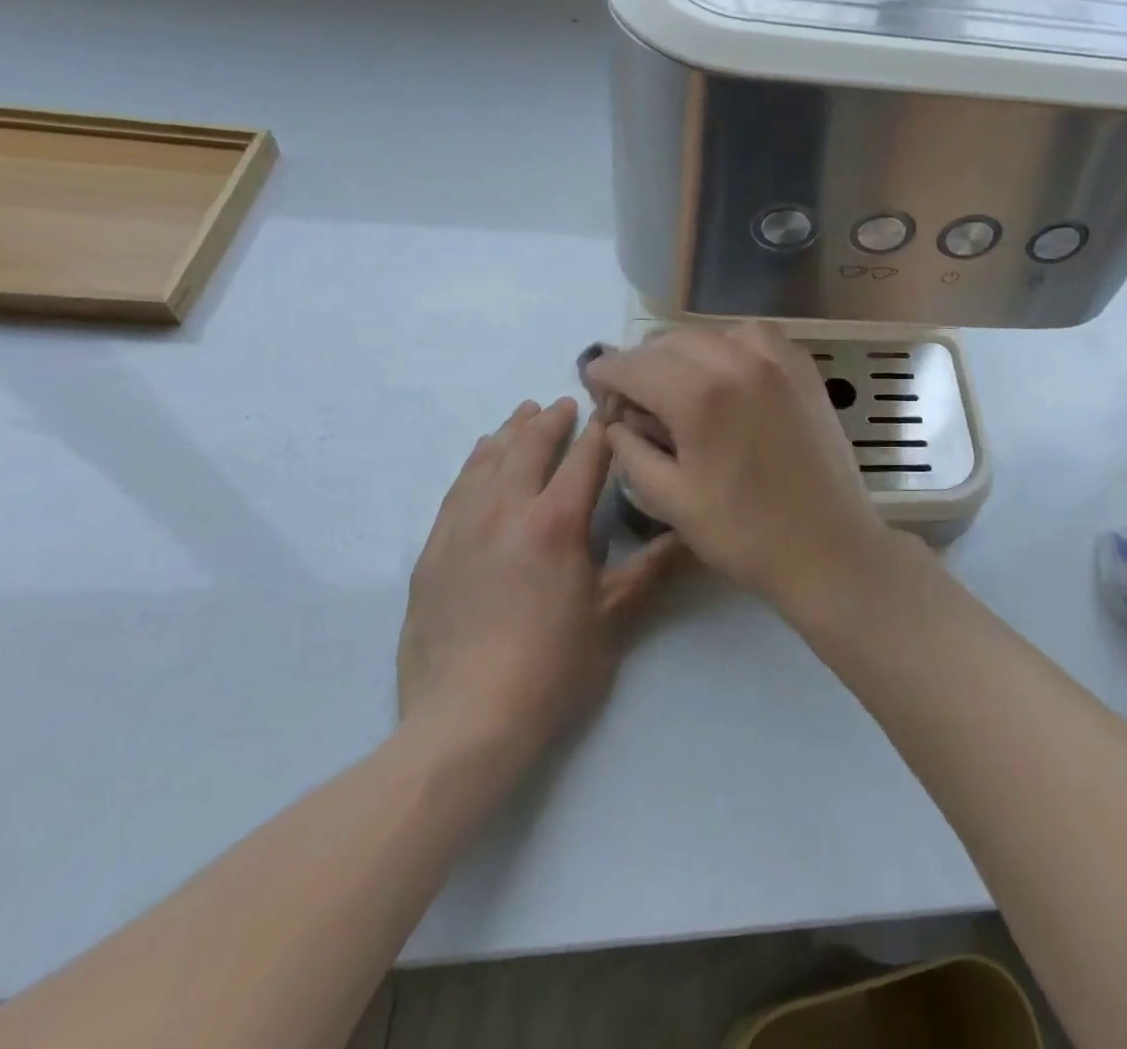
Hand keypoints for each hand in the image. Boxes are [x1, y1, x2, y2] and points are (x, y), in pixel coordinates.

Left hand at [397, 398, 682, 766]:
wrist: (463, 723)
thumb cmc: (551, 669)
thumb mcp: (614, 617)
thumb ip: (653, 567)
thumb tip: (693, 533)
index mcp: (556, 522)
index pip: (585, 457)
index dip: (602, 428)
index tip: (613, 407)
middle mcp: (506, 511)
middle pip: (528, 446)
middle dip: (551, 420)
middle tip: (566, 403)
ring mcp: (462, 529)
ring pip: (486, 461)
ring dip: (509, 432)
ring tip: (524, 415)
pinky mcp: (432, 552)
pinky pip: (455, 490)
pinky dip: (473, 463)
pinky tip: (480, 457)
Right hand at [584, 323, 910, 611]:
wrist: (827, 547)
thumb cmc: (743, 533)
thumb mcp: (669, 499)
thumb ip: (631, 449)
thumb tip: (618, 419)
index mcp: (700, 395)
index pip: (636, 365)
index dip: (606, 372)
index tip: (593, 381)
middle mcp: (740, 361)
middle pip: (673, 342)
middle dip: (644, 363)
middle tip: (633, 394)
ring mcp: (779, 361)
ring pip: (715, 333)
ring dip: (687, 351)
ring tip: (679, 383)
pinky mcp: (805, 370)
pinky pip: (758, 338)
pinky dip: (732, 346)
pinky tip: (727, 375)